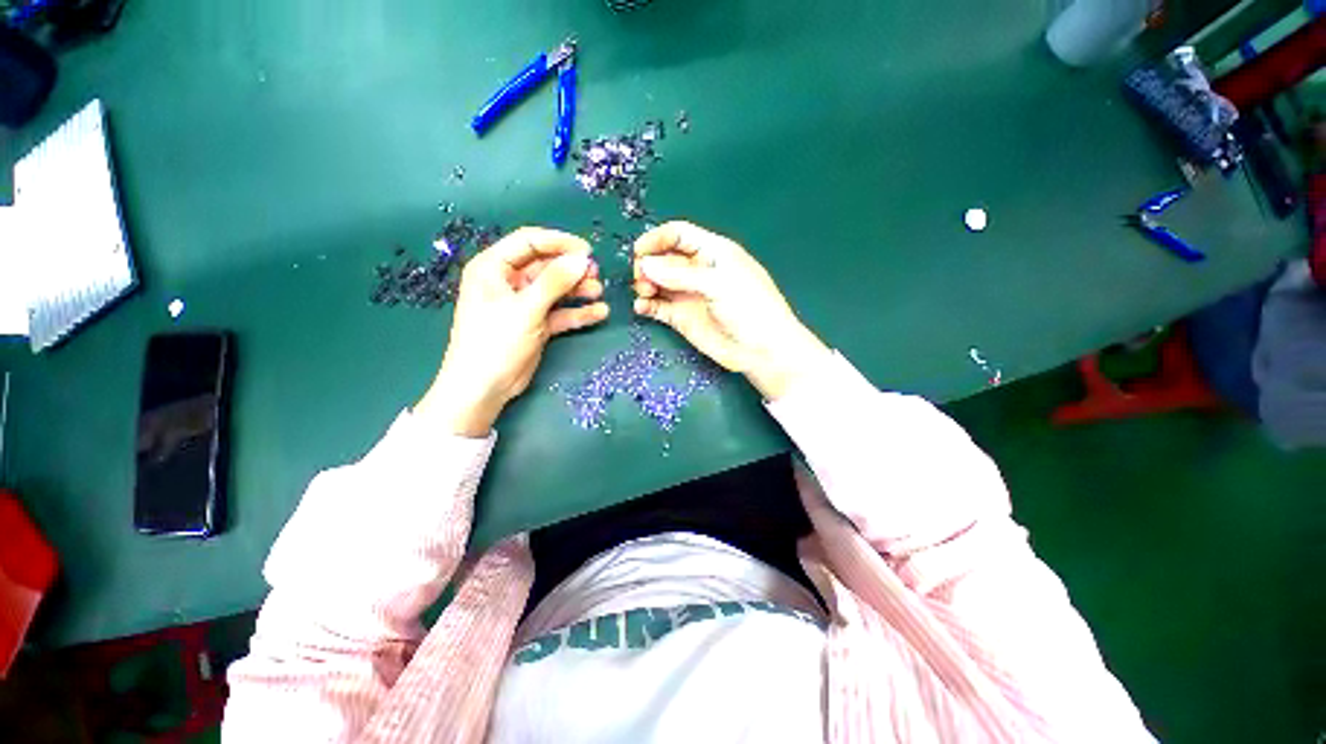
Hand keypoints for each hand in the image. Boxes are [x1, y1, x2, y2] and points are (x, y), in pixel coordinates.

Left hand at [416, 227, 608, 435]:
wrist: (484, 388)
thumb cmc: (495, 342)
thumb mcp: (526, 309)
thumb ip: (555, 282)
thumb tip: (583, 259)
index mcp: (494, 267)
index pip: (529, 242)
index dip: (559, 242)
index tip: (587, 251)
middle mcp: (509, 282)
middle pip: (546, 266)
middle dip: (572, 269)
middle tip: (596, 274)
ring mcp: (524, 304)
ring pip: (556, 289)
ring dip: (578, 290)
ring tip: (599, 292)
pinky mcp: (536, 323)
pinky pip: (560, 312)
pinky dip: (578, 312)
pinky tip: (599, 313)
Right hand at [632, 221, 828, 400]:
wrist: (761, 350)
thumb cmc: (750, 308)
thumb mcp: (719, 284)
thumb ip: (681, 275)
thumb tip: (645, 265)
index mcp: (712, 252)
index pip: (679, 235)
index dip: (657, 239)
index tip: (639, 252)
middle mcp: (697, 271)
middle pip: (664, 258)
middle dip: (649, 264)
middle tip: (642, 279)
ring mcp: (688, 295)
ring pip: (658, 282)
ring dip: (645, 284)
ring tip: (644, 293)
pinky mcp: (682, 317)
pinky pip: (658, 307)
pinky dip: (647, 305)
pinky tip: (641, 308)